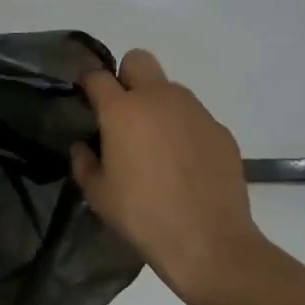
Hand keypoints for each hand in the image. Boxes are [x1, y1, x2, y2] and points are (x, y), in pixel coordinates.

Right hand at [71, 49, 263, 300]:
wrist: (210, 244)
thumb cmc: (143, 217)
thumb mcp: (98, 195)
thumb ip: (83, 162)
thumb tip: (84, 146)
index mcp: (122, 110)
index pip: (96, 76)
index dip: (87, 84)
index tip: (86, 100)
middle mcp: (158, 98)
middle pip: (138, 60)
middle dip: (126, 76)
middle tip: (124, 112)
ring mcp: (194, 110)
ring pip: (170, 87)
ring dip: (158, 104)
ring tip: (158, 143)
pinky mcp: (220, 130)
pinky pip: (195, 116)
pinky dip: (185, 129)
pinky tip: (186, 163)